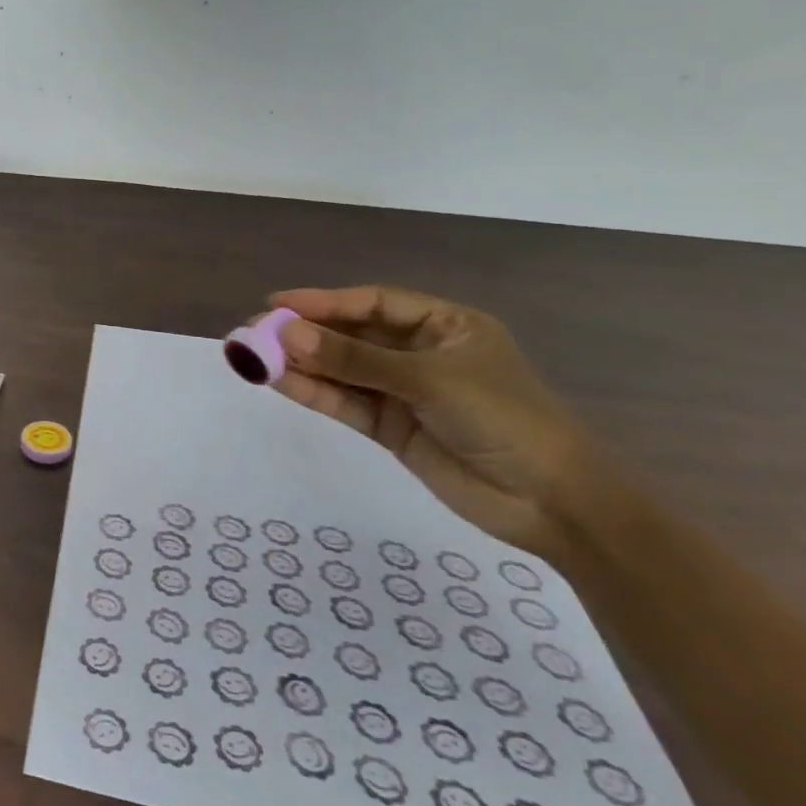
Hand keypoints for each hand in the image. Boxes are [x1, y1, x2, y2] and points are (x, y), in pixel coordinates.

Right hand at [260, 286, 595, 556]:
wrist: (553, 504)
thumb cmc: (505, 419)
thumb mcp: (429, 380)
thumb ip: (355, 359)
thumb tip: (287, 334)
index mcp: (444, 326)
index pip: (374, 303)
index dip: (324, 301)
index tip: (277, 305)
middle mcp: (420, 353)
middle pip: (352, 335)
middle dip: (305, 333)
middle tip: (255, 331)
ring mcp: (404, 392)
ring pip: (342, 369)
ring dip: (300, 363)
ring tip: (252, 355)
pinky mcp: (391, 427)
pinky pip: (345, 402)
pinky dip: (312, 391)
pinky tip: (277, 380)